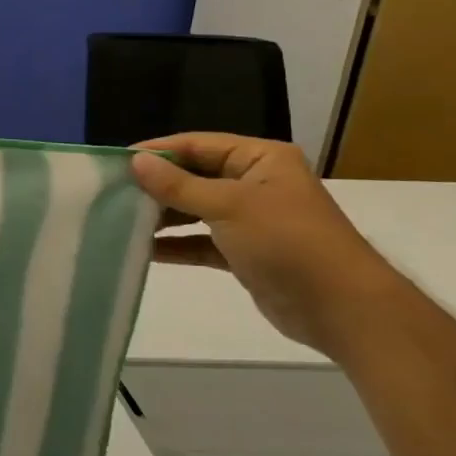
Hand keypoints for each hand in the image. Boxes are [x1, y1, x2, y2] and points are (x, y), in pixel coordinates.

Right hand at [130, 133, 406, 356]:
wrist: (343, 310)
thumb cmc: (288, 242)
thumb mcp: (228, 206)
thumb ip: (178, 185)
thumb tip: (134, 161)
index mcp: (260, 159)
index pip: (196, 145)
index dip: (157, 152)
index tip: (115, 163)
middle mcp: (255, 183)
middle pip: (193, 175)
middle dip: (156, 185)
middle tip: (112, 192)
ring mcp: (250, 219)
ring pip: (194, 209)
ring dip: (162, 216)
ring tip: (121, 219)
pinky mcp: (244, 252)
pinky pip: (200, 241)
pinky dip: (175, 244)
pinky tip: (143, 249)